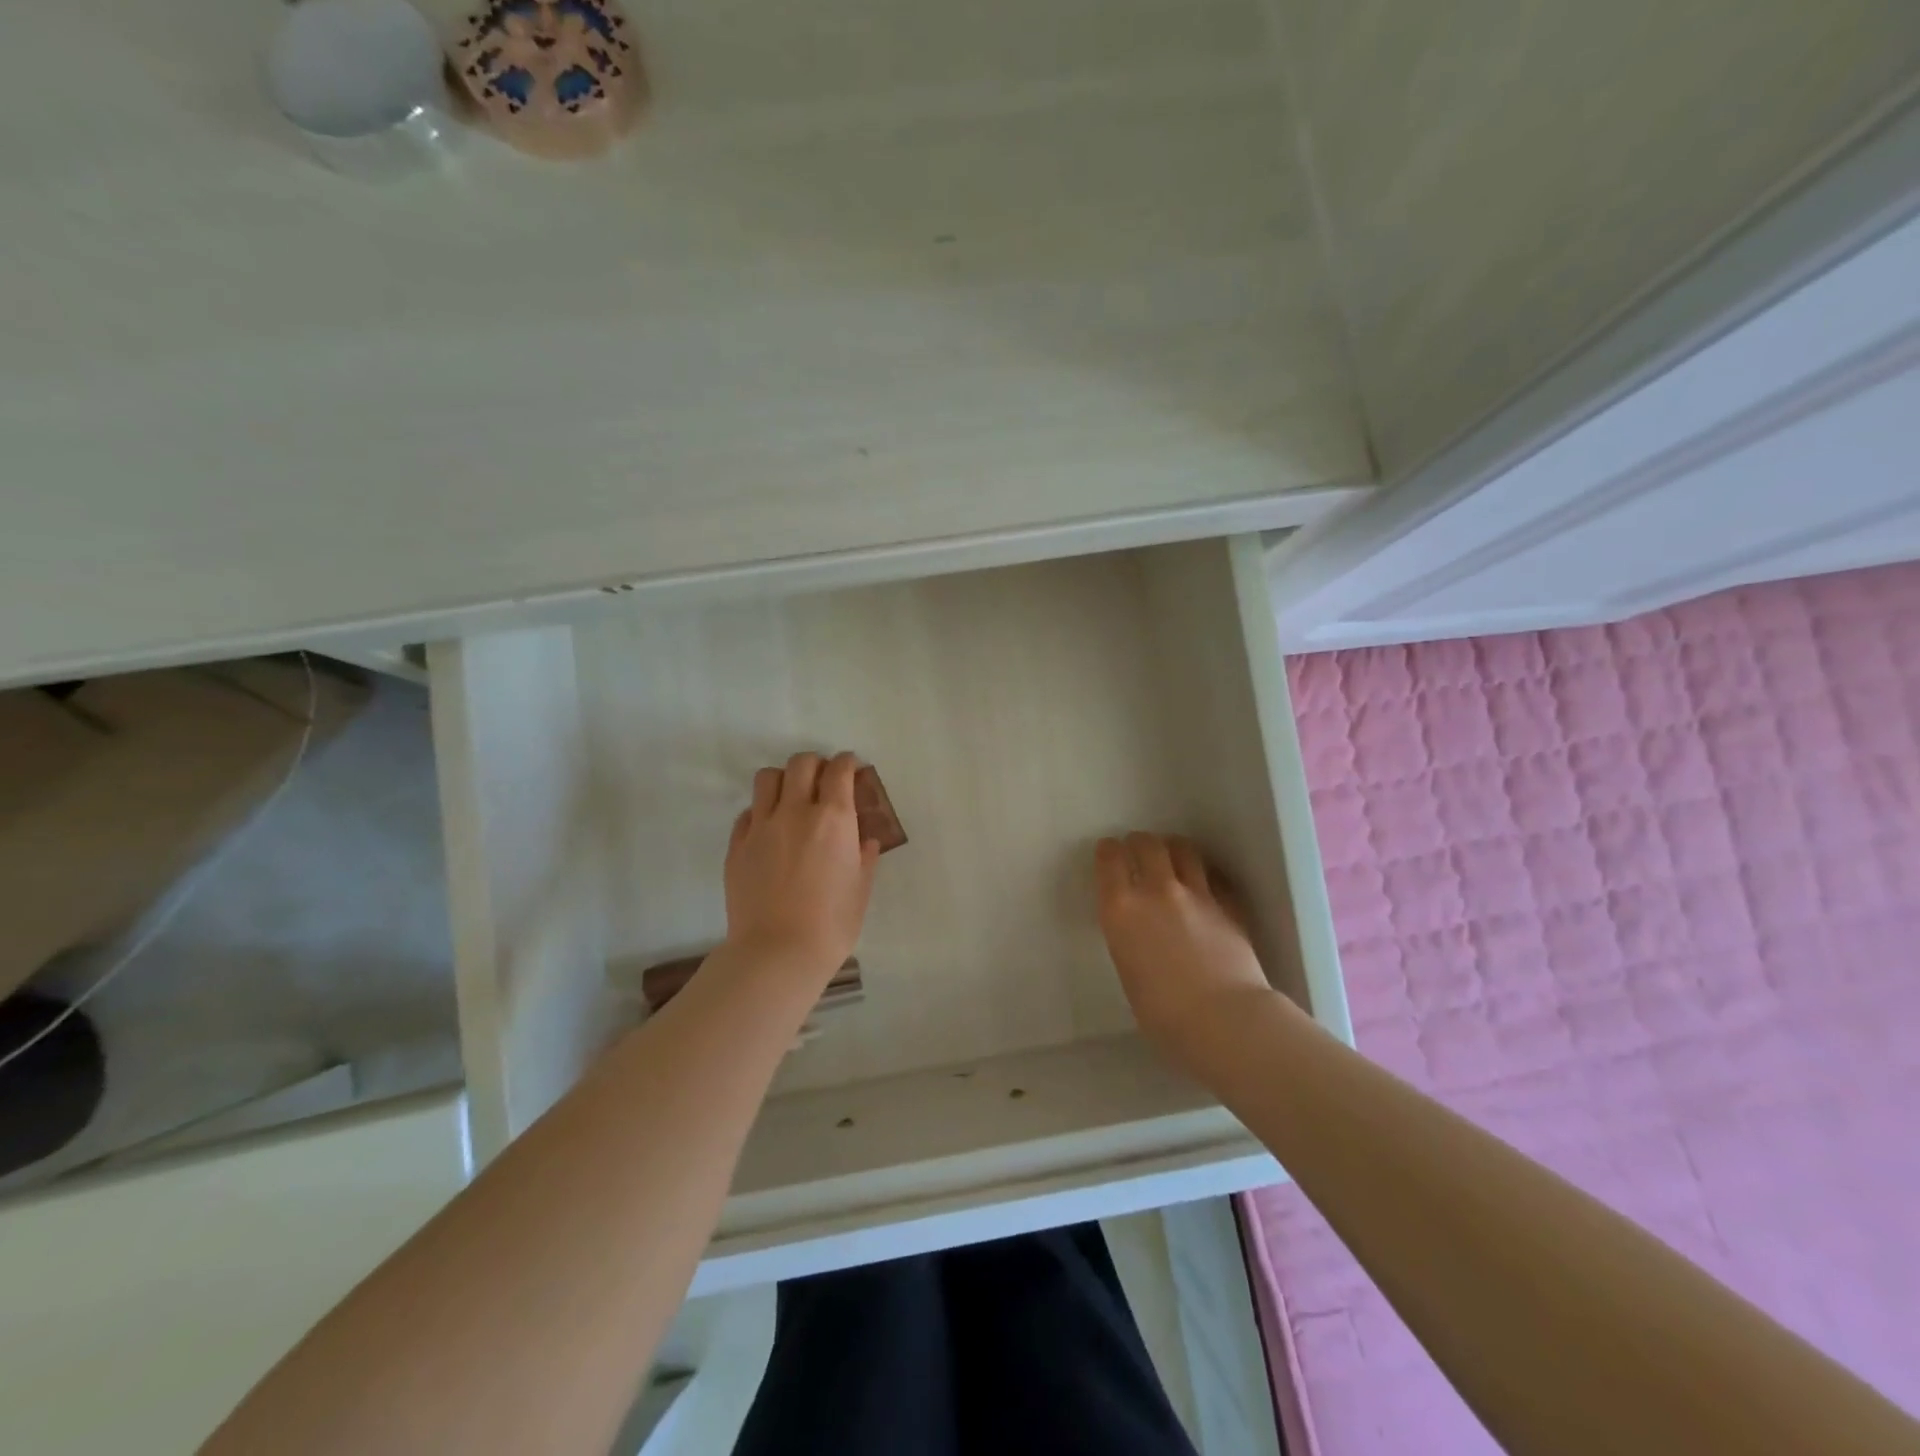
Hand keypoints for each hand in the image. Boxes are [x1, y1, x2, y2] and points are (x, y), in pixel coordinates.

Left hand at [724, 751, 879, 981]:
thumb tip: (864, 841)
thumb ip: (864, 858)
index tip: (852, 767)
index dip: (847, 763)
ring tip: (792, 797)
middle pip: (801, 764)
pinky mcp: (737, 846)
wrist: (777, 953)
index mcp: (833, 819)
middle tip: (823, 779)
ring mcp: (761, 827)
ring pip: (768, 778)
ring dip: (784, 779)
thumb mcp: (861, 889)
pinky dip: (761, 812)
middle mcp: (796, 812)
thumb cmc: (832, 924)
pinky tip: (770, 831)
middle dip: (816, 763)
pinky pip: (748, 813)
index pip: (839, 770)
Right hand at [1095, 833, 1274, 1063]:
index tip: (1109, 852)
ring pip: (1184, 849)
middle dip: (1140, 843)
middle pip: (1147, 844)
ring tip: (1174, 856)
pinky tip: (1206, 886)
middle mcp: (1156, 891)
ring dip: (1174, 849)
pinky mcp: (1229, 905)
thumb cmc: (1163, 1015)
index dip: (1108, 851)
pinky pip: (1214, 877)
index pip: (1109, 859)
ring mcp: (1196, 894)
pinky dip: (1206, 876)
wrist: (1223, 1020)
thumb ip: (1131, 940)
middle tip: (1139, 850)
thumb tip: (1141, 934)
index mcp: (1121, 910)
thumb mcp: (1129, 972)